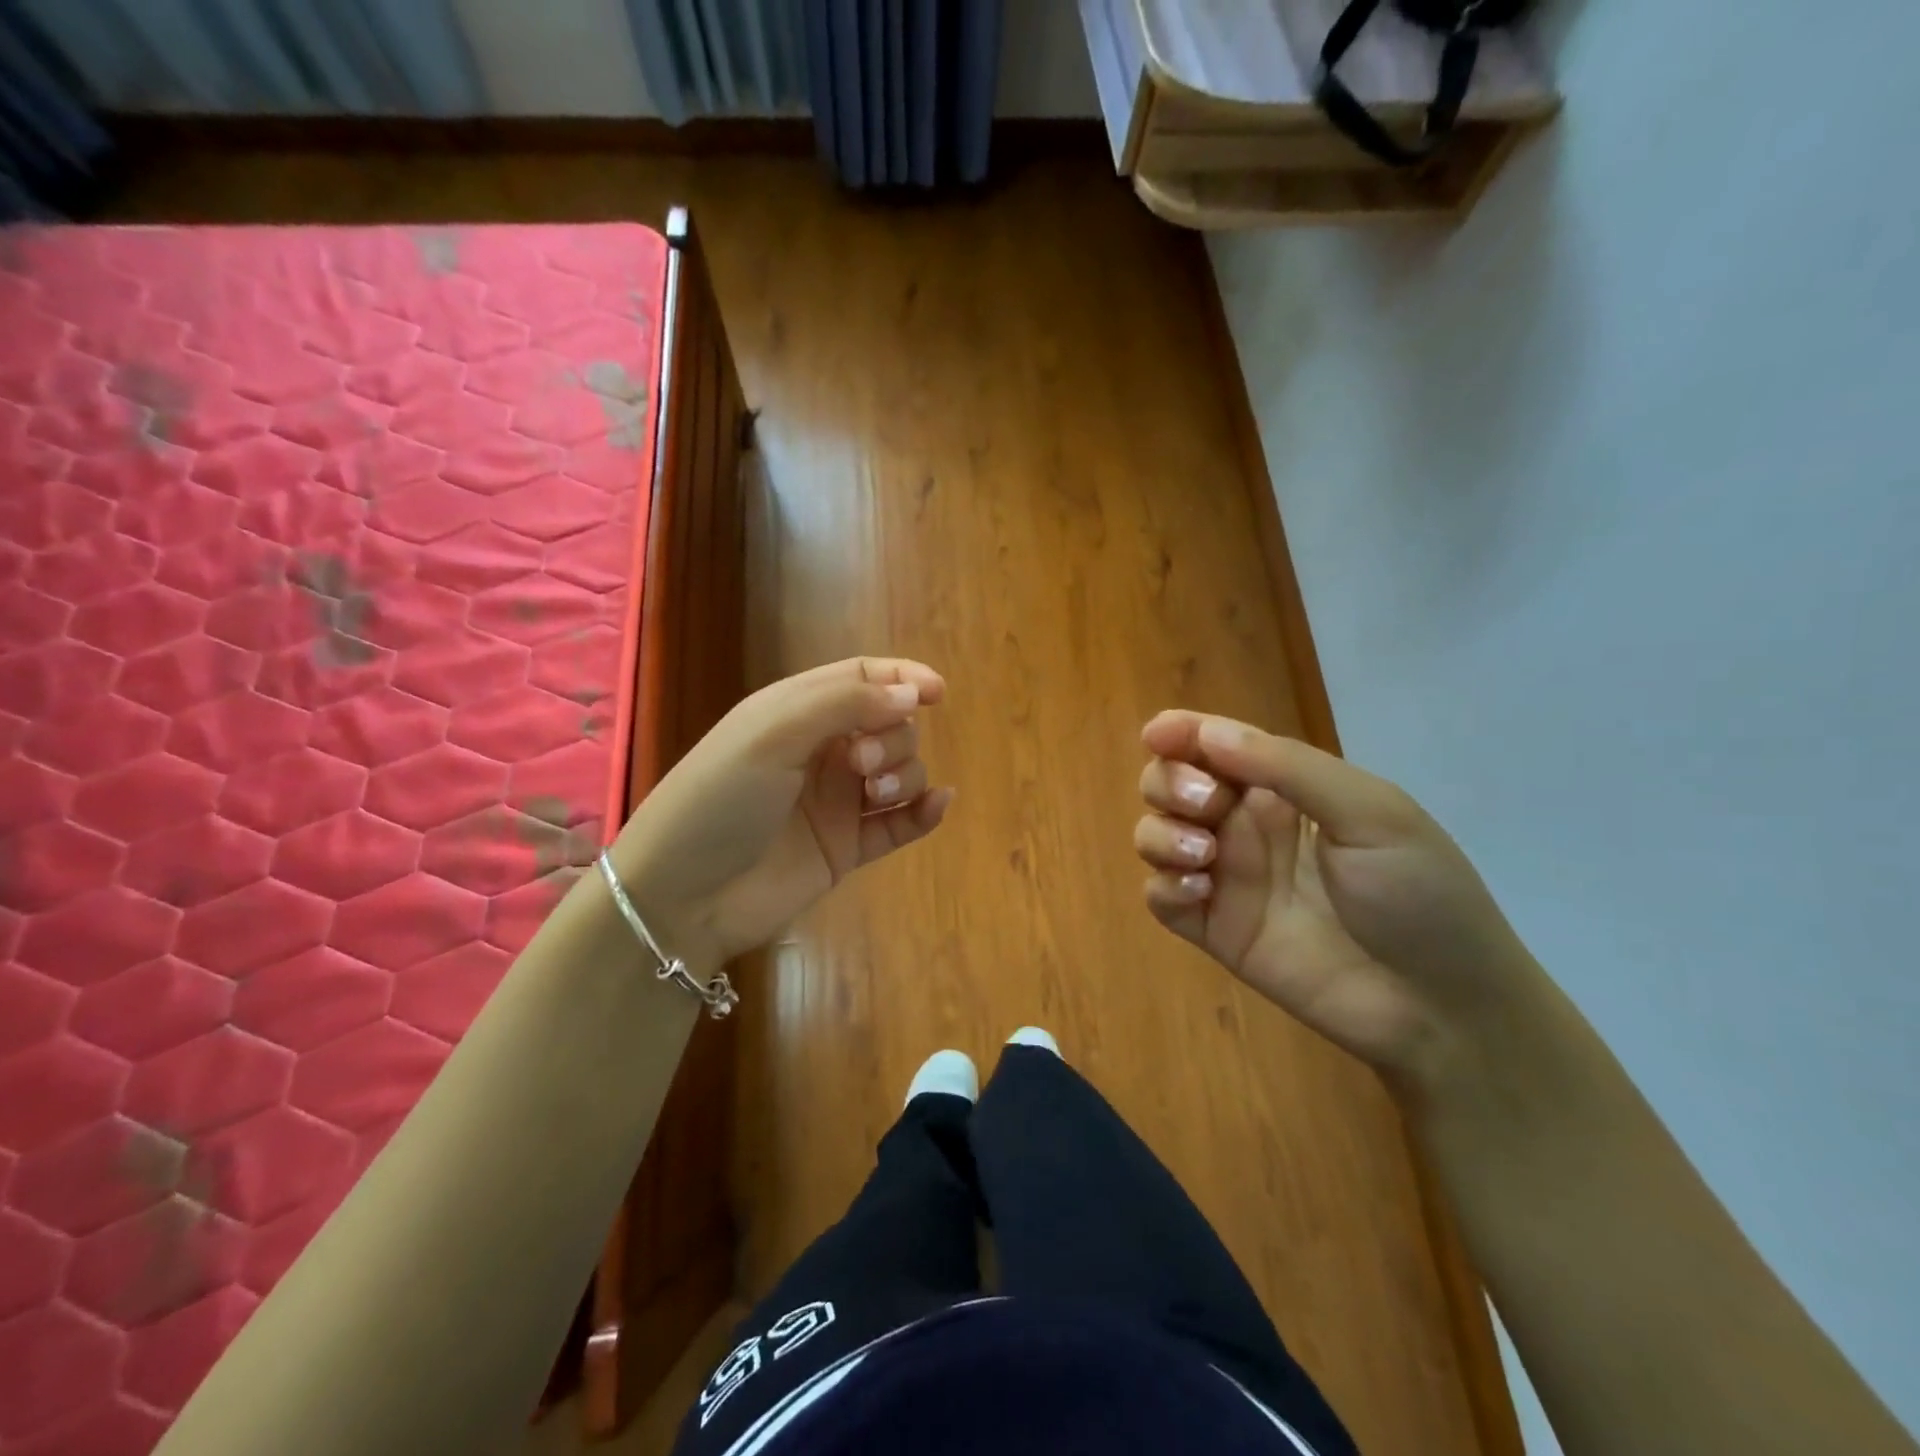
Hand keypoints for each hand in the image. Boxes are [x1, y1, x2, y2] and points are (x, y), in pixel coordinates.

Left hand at [609, 658, 952, 968]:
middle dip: (893, 736)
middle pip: (889, 725)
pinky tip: (938, 806)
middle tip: (863, 763)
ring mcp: (836, 802)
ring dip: (906, 774)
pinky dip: (924, 813)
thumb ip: (845, 704)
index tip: (936, 692)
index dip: (901, 679)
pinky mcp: (847, 848)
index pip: (862, 679)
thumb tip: (913, 695)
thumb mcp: (772, 734)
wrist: (682, 897)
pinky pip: (900, 825)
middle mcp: (822, 752)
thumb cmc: (718, 800)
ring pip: (900, 772)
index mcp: (797, 713)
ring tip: (876, 795)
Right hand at [1134, 711, 1538, 1084]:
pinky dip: (1165, 885)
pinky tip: (1200, 893)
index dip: (1181, 733)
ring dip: (1162, 833)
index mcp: (1283, 790)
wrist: (1441, 1006)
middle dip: (1169, 782)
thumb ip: (1288, 768)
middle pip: (1170, 784)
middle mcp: (1244, 826)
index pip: (1215, 746)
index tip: (1156, 735)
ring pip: (1154, 835)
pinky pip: (1160, 896)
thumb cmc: (1419, 894)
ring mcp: (1226, 878)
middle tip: (1206, 804)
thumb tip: (1208, 733)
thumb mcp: (1370, 813)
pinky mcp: (1214, 929)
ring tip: (1203, 853)